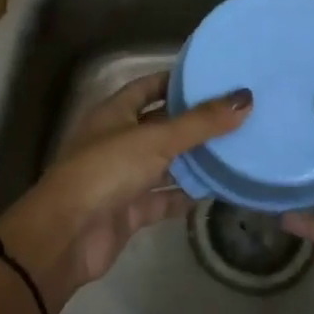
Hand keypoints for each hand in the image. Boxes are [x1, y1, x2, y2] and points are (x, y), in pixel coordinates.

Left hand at [0, 72, 248, 313]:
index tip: (212, 78)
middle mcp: (117, 140)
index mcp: (114, 112)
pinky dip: (184, 195)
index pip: (148, 86)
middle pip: (160, 125)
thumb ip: (201, 122)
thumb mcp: (156, 139)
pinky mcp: (129, 210)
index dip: (176, 81)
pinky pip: (163, 197)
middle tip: (235, 115)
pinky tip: (215, 191)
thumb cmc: (107, 170)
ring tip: (234, 150)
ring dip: (192, 160)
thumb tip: (245, 98)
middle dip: (192, 122)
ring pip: (164, 163)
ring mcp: (122, 177)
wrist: (67, 235)